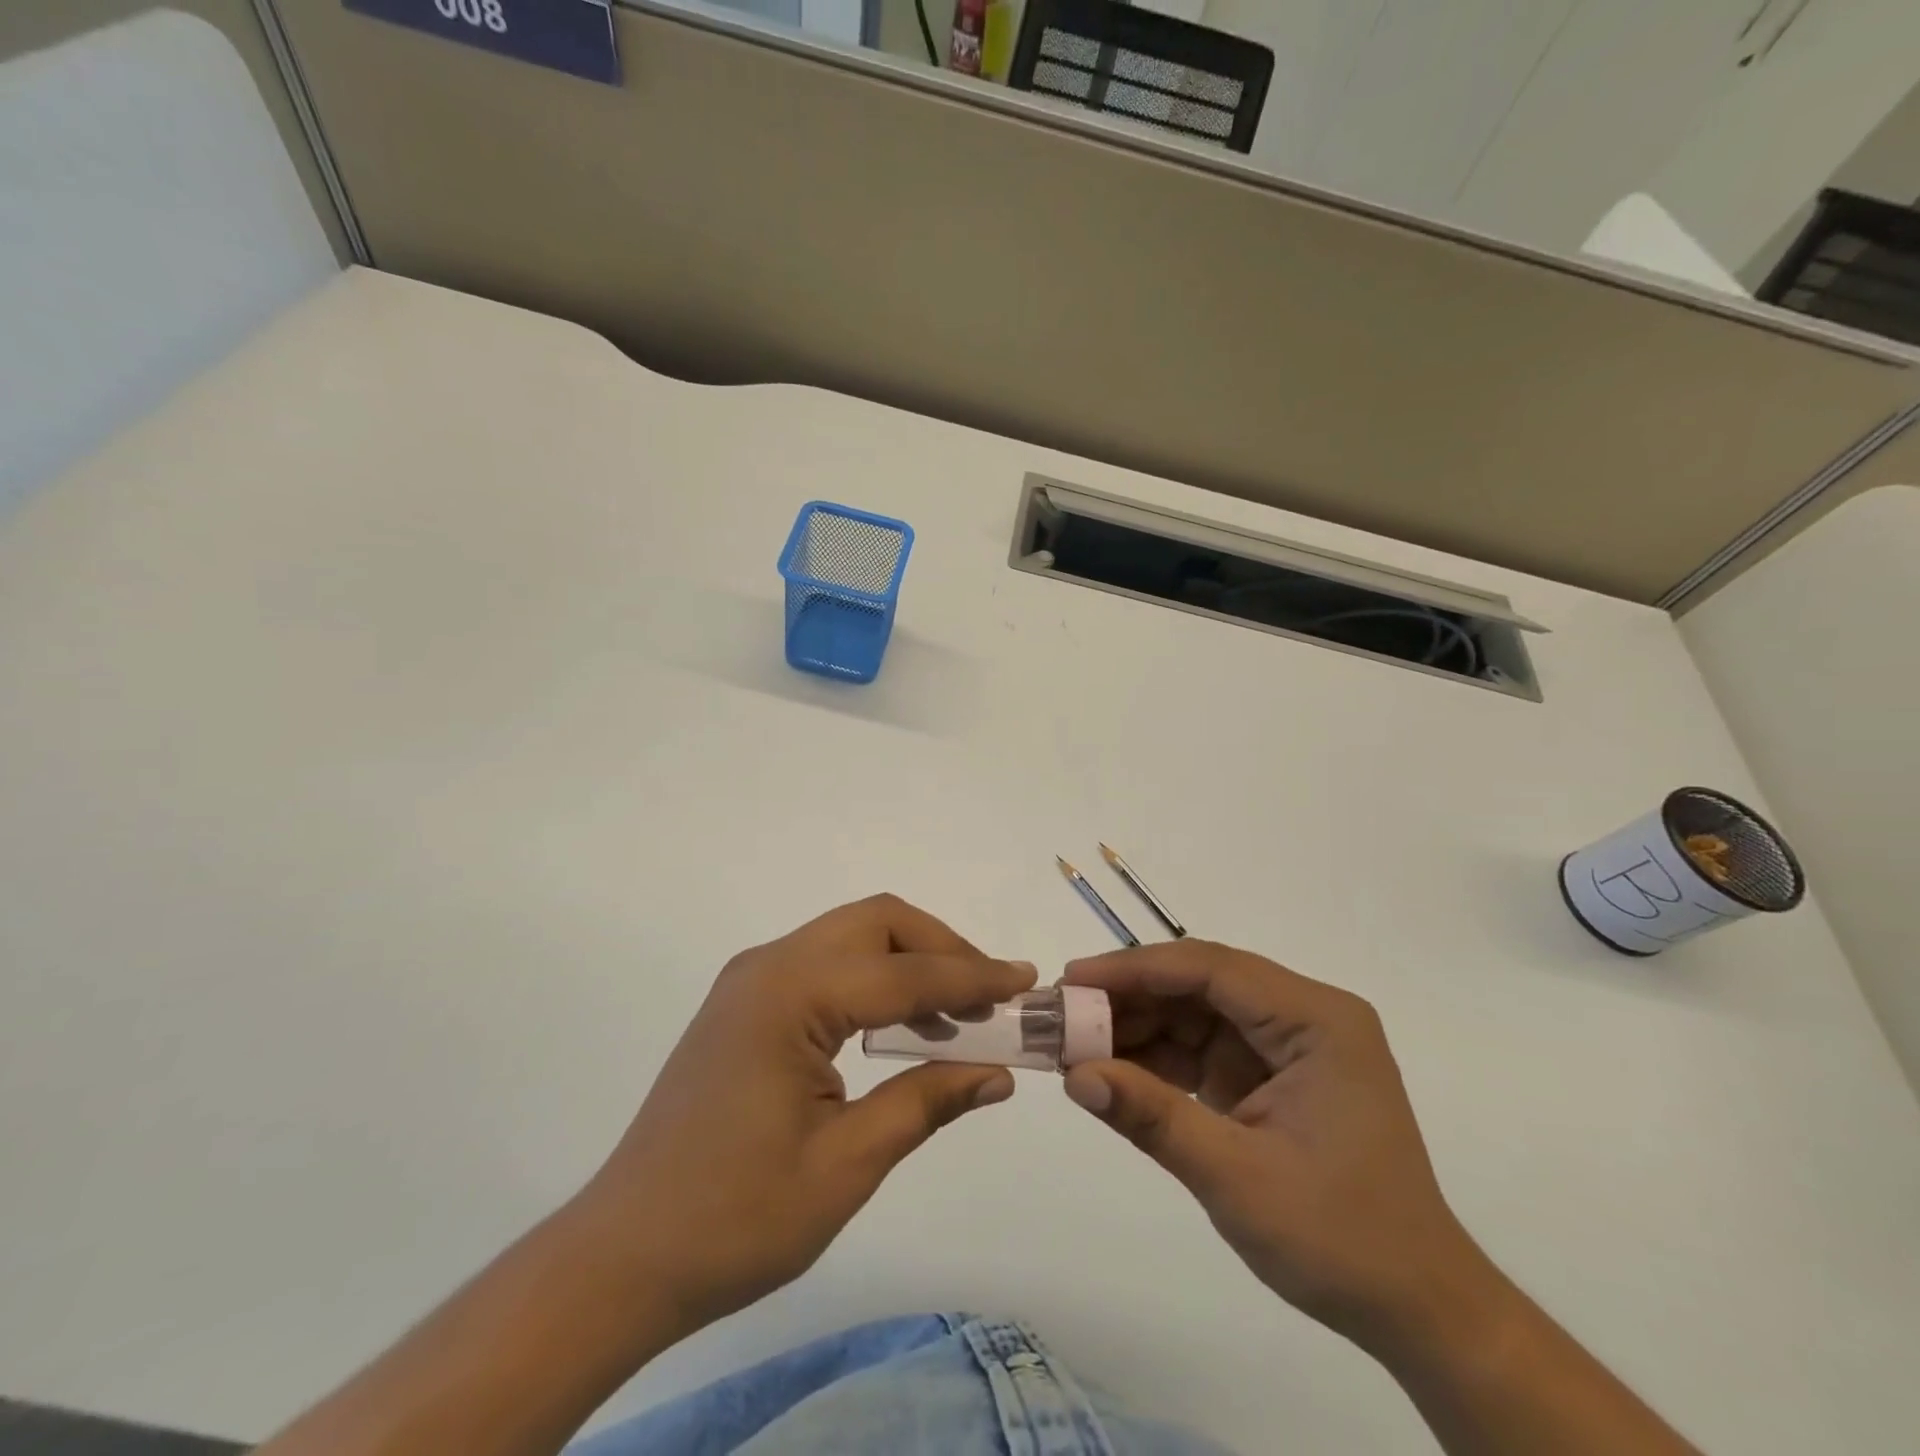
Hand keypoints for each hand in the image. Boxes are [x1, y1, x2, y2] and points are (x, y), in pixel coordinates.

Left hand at [573, 894, 1034, 1332]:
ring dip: (909, 961)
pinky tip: (899, 1026)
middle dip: (940, 948)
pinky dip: (874, 978)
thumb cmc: (736, 1217)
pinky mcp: (746, 1003)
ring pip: (851, 936)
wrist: (623, 1256)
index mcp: (791, 994)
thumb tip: (998, 1072)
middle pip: (876, 923)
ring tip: (955, 1013)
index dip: (971, 976)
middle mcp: (769, 966)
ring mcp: (752, 980)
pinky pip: (826, 964)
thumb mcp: (846, 1165)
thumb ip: (926, 1102)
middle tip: (988, 996)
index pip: (904, 972)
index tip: (1025, 980)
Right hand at [1061, 940, 1492, 1352]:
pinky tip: (1110, 1068)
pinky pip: (1201, 1049)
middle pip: (1199, 985)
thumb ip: (1153, 1117)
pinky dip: (1155, 1058)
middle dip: (1128, 997)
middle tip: (1062, 1014)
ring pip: (1193, 1013)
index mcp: (1315, 1020)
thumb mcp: (1237, 1177)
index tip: (1073, 980)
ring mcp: (1286, 1045)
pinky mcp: (1269, 1075)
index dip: (1136, 968)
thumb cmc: (1341, 1239)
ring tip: (1073, 1042)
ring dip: (1135, 1026)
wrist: (1416, 1310)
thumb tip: (1074, 1076)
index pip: (1211, 970)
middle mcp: (1302, 1017)